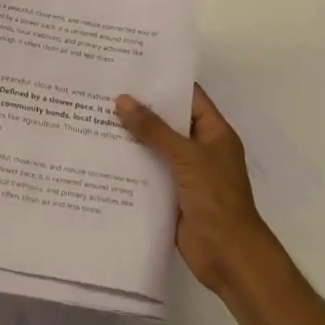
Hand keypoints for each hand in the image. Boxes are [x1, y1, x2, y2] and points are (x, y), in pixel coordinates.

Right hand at [116, 85, 278, 297]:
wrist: (228, 256)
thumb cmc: (216, 198)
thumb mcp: (185, 156)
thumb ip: (153, 129)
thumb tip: (122, 100)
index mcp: (214, 133)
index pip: (188, 97)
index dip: (164, 82)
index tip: (132, 68)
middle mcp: (200, 149)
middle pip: (168, 121)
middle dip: (140, 108)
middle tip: (105, 90)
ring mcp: (186, 173)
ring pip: (155, 147)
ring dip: (131, 137)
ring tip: (96, 116)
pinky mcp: (171, 195)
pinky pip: (148, 172)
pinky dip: (130, 164)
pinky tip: (103, 154)